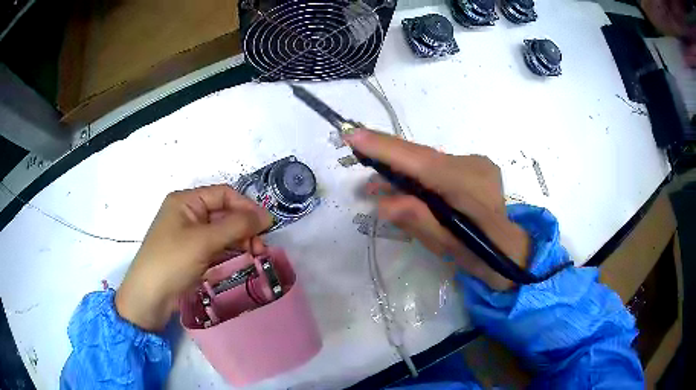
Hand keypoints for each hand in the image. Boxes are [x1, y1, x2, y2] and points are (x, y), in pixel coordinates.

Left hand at [115, 185, 271, 330]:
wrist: (149, 297)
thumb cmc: (172, 261)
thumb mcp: (204, 241)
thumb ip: (236, 226)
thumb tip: (267, 215)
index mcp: (186, 201)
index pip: (223, 194)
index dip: (246, 207)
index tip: (267, 225)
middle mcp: (188, 214)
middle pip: (224, 213)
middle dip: (245, 228)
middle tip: (261, 247)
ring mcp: (190, 235)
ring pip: (223, 232)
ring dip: (241, 241)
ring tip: (256, 256)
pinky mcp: (193, 254)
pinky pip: (217, 247)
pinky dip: (230, 252)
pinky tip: (242, 261)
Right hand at [344, 129, 529, 290]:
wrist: (513, 251)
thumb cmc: (481, 255)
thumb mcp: (447, 246)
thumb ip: (417, 220)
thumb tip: (382, 202)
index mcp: (470, 186)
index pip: (422, 162)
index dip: (386, 148)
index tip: (354, 136)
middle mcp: (474, 165)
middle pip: (422, 157)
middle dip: (388, 159)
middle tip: (357, 161)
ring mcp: (476, 163)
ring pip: (429, 161)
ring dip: (402, 170)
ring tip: (375, 185)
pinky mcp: (475, 167)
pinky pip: (438, 166)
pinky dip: (418, 175)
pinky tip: (403, 187)